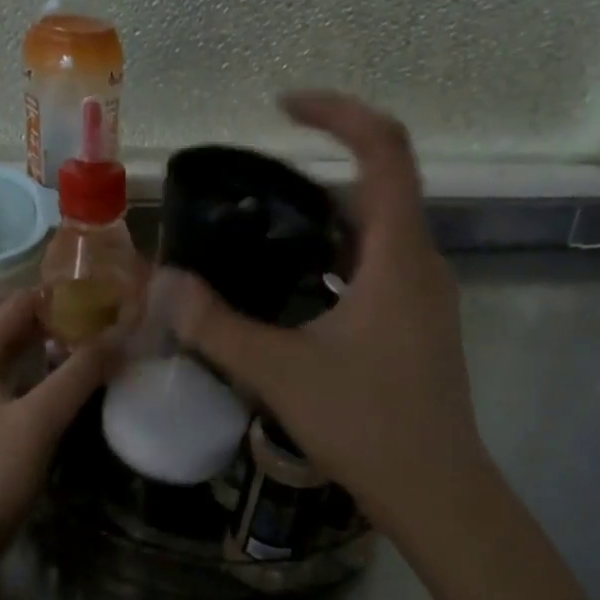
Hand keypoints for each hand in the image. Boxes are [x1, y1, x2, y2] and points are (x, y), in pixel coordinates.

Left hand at [0, 288, 117, 555]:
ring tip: (61, 337)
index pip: (10, 307)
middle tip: (63, 311)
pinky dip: (16, 362)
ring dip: (17, 334)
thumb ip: (78, 376)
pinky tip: (44, 379)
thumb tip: (118, 336)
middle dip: (21, 307)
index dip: (50, 296)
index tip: (92, 294)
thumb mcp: (40, 421)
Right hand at [170, 90, 490, 526]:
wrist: (437, 492)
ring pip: (376, 233)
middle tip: (253, 186)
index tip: (283, 107)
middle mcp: (421, 264)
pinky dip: (336, 260)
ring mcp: (424, 297)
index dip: (337, 112)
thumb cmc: (367, 426)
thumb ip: (217, 326)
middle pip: (378, 186)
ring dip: (325, 220)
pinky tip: (293, 290)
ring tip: (262, 233)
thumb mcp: (280, 373)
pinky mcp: (418, 326)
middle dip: (318, 170)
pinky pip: (377, 269)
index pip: (384, 148)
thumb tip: (162, 285)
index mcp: (398, 256)